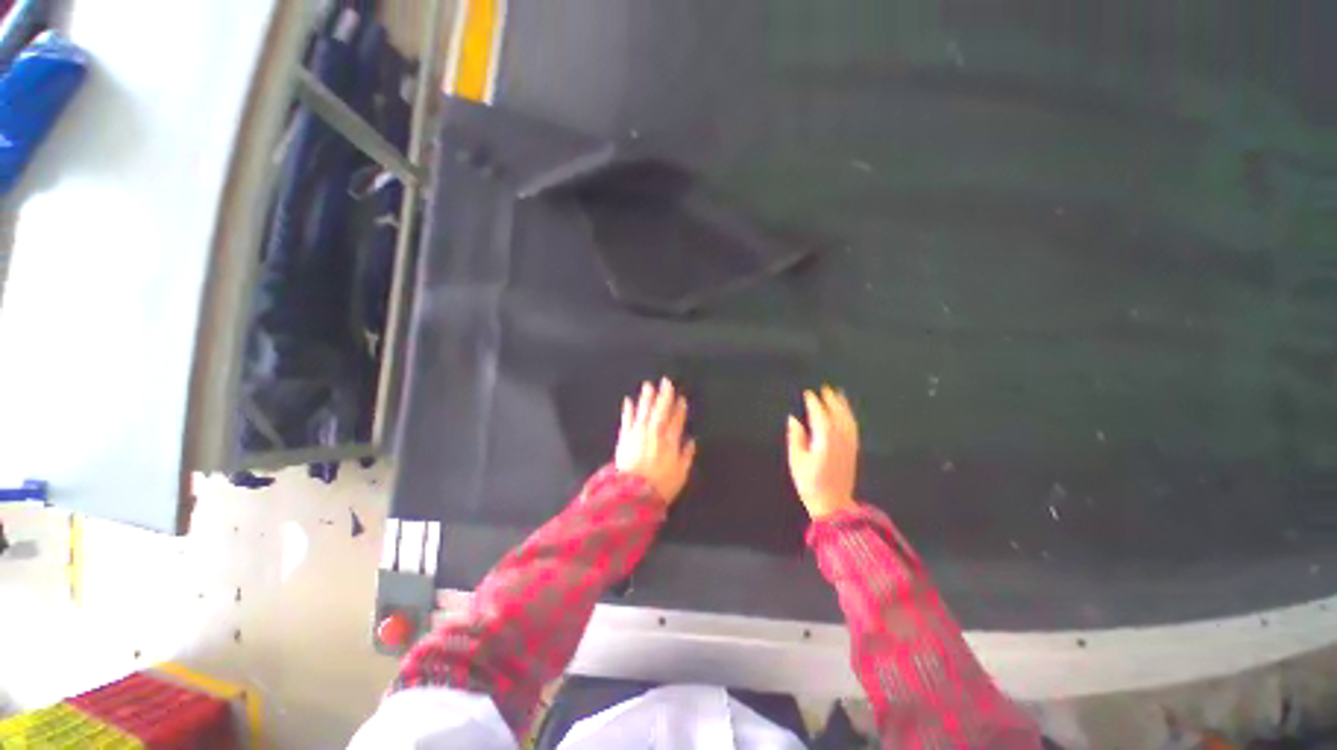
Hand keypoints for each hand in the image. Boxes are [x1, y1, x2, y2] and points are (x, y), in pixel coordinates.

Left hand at [615, 378, 696, 504]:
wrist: (632, 495)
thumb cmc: (660, 486)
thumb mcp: (680, 474)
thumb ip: (686, 456)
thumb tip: (691, 441)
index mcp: (670, 441)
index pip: (677, 420)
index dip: (679, 408)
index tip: (681, 398)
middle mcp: (654, 433)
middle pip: (661, 410)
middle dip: (664, 395)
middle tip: (666, 381)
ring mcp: (638, 434)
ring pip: (644, 411)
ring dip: (647, 397)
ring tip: (648, 385)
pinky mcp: (625, 438)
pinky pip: (627, 420)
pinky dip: (628, 410)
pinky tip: (628, 401)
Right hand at [787, 385, 858, 518]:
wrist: (833, 504)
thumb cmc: (810, 483)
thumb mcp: (796, 460)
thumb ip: (796, 437)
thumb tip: (794, 419)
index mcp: (824, 441)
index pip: (819, 415)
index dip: (814, 403)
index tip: (808, 393)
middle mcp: (840, 439)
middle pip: (836, 414)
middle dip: (831, 400)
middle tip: (825, 388)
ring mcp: (849, 445)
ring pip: (848, 419)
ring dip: (843, 405)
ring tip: (839, 394)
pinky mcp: (853, 451)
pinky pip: (853, 428)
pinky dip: (850, 417)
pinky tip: (847, 413)